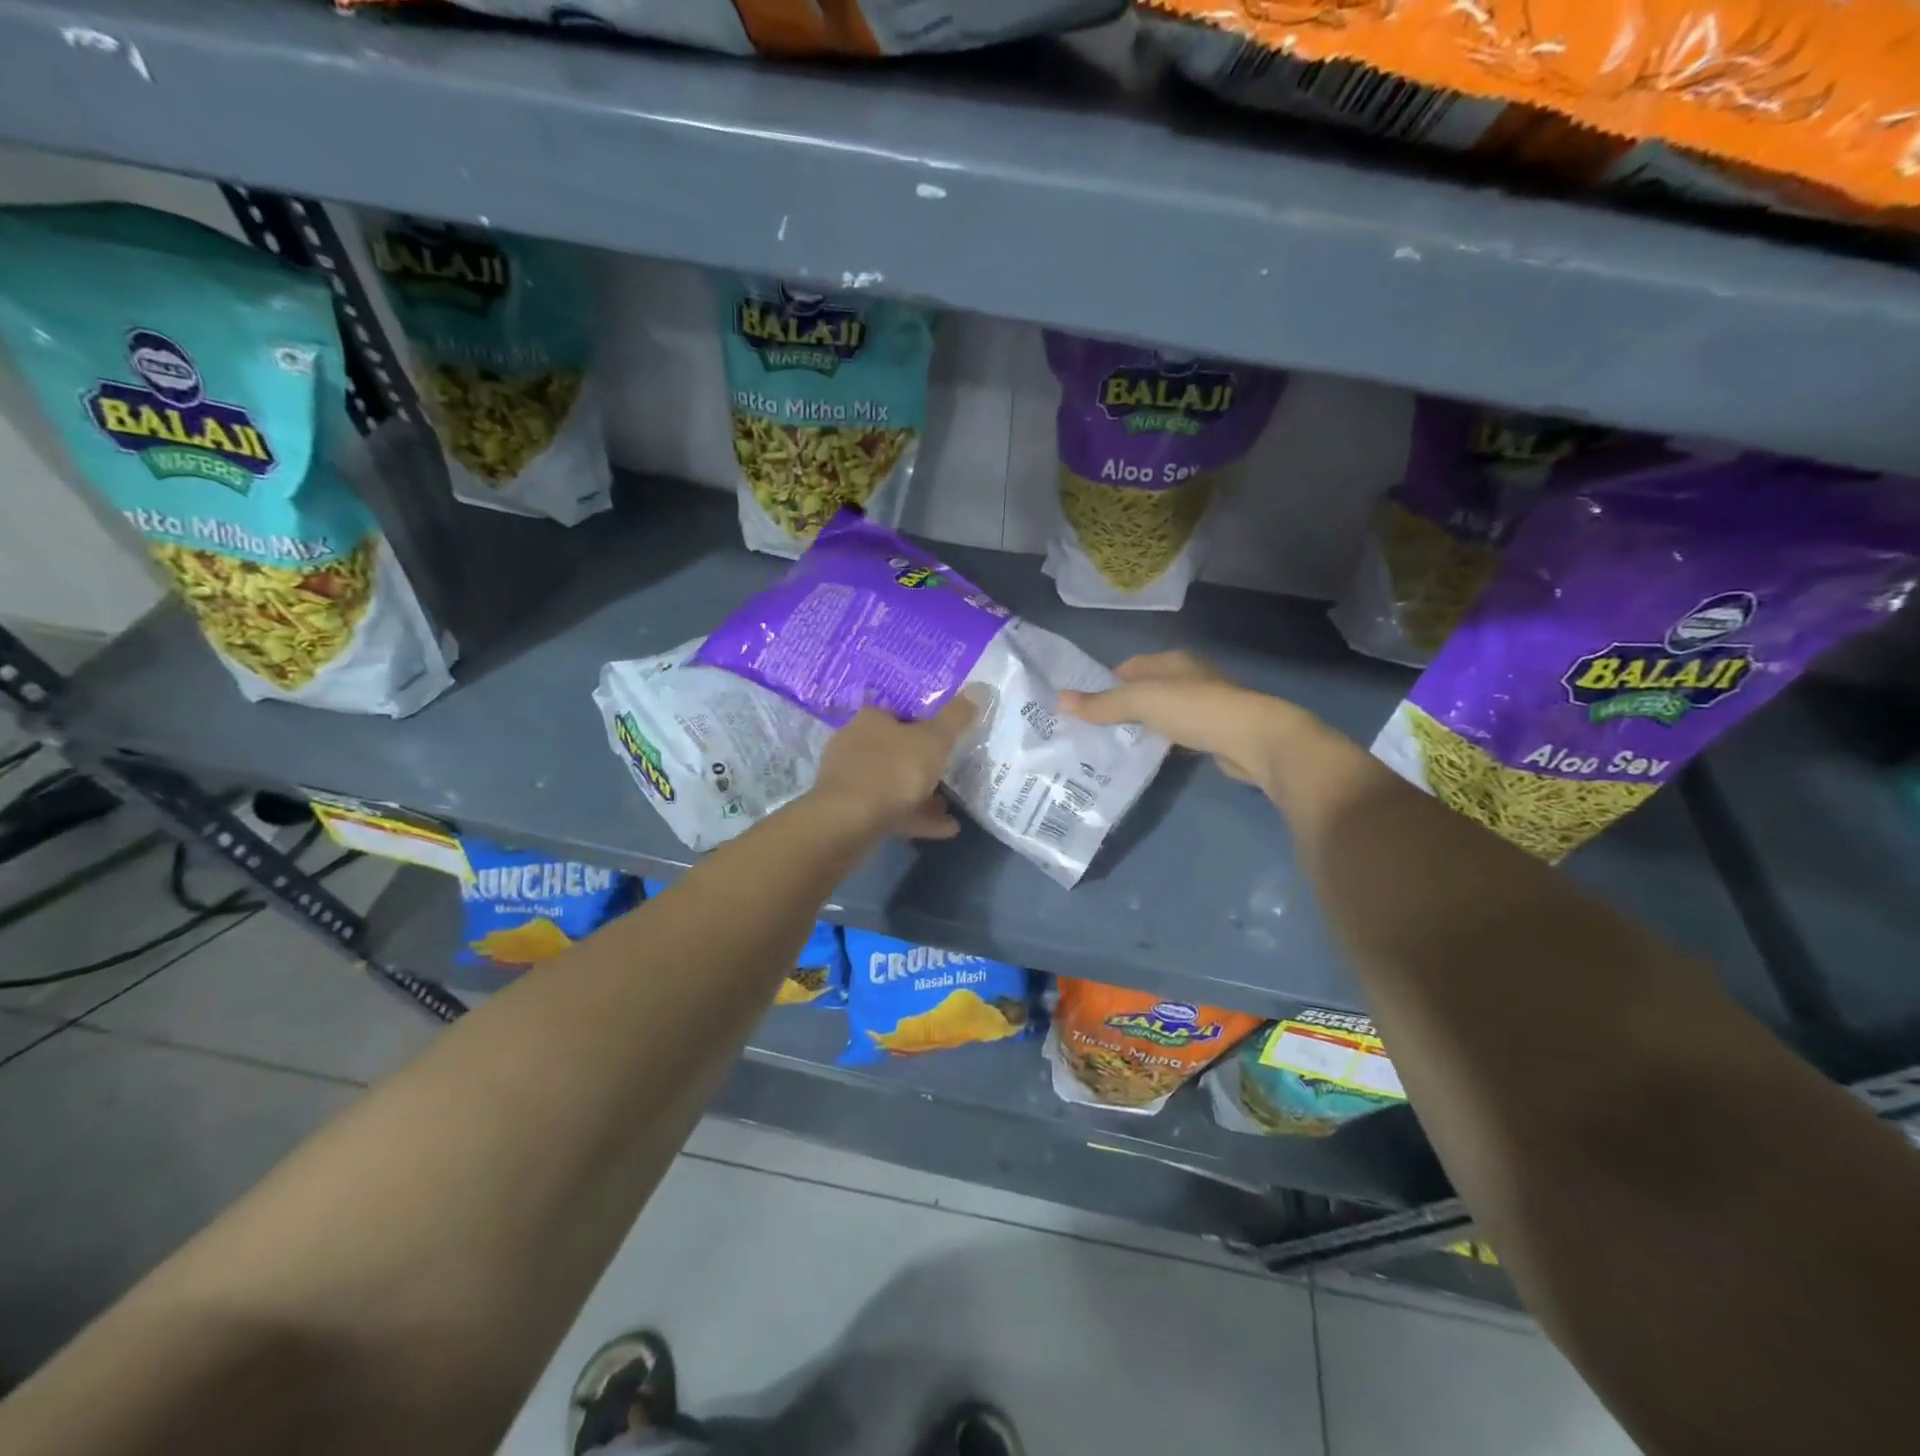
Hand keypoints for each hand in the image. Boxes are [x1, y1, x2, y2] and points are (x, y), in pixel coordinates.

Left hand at [806, 690, 982, 839]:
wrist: (848, 822)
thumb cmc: (893, 770)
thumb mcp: (934, 740)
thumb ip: (956, 717)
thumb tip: (979, 688)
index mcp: (870, 719)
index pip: (898, 712)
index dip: (923, 722)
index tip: (945, 737)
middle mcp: (854, 744)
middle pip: (895, 749)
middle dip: (923, 763)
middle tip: (950, 772)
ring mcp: (850, 780)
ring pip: (892, 783)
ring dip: (921, 794)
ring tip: (951, 806)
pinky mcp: (849, 811)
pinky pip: (890, 810)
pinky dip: (916, 817)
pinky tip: (944, 829)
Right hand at [1060, 651, 1309, 790]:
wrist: (1255, 740)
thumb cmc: (1196, 710)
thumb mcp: (1142, 702)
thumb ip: (1102, 704)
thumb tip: (1059, 699)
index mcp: (1174, 660)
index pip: (1130, 667)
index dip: (1105, 684)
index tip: (1085, 707)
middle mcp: (1190, 676)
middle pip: (1146, 689)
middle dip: (1122, 706)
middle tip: (1094, 729)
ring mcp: (1206, 704)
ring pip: (1163, 712)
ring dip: (1143, 725)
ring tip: (1115, 745)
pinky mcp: (1215, 731)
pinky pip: (1178, 732)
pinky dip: (1162, 740)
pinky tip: (1150, 755)